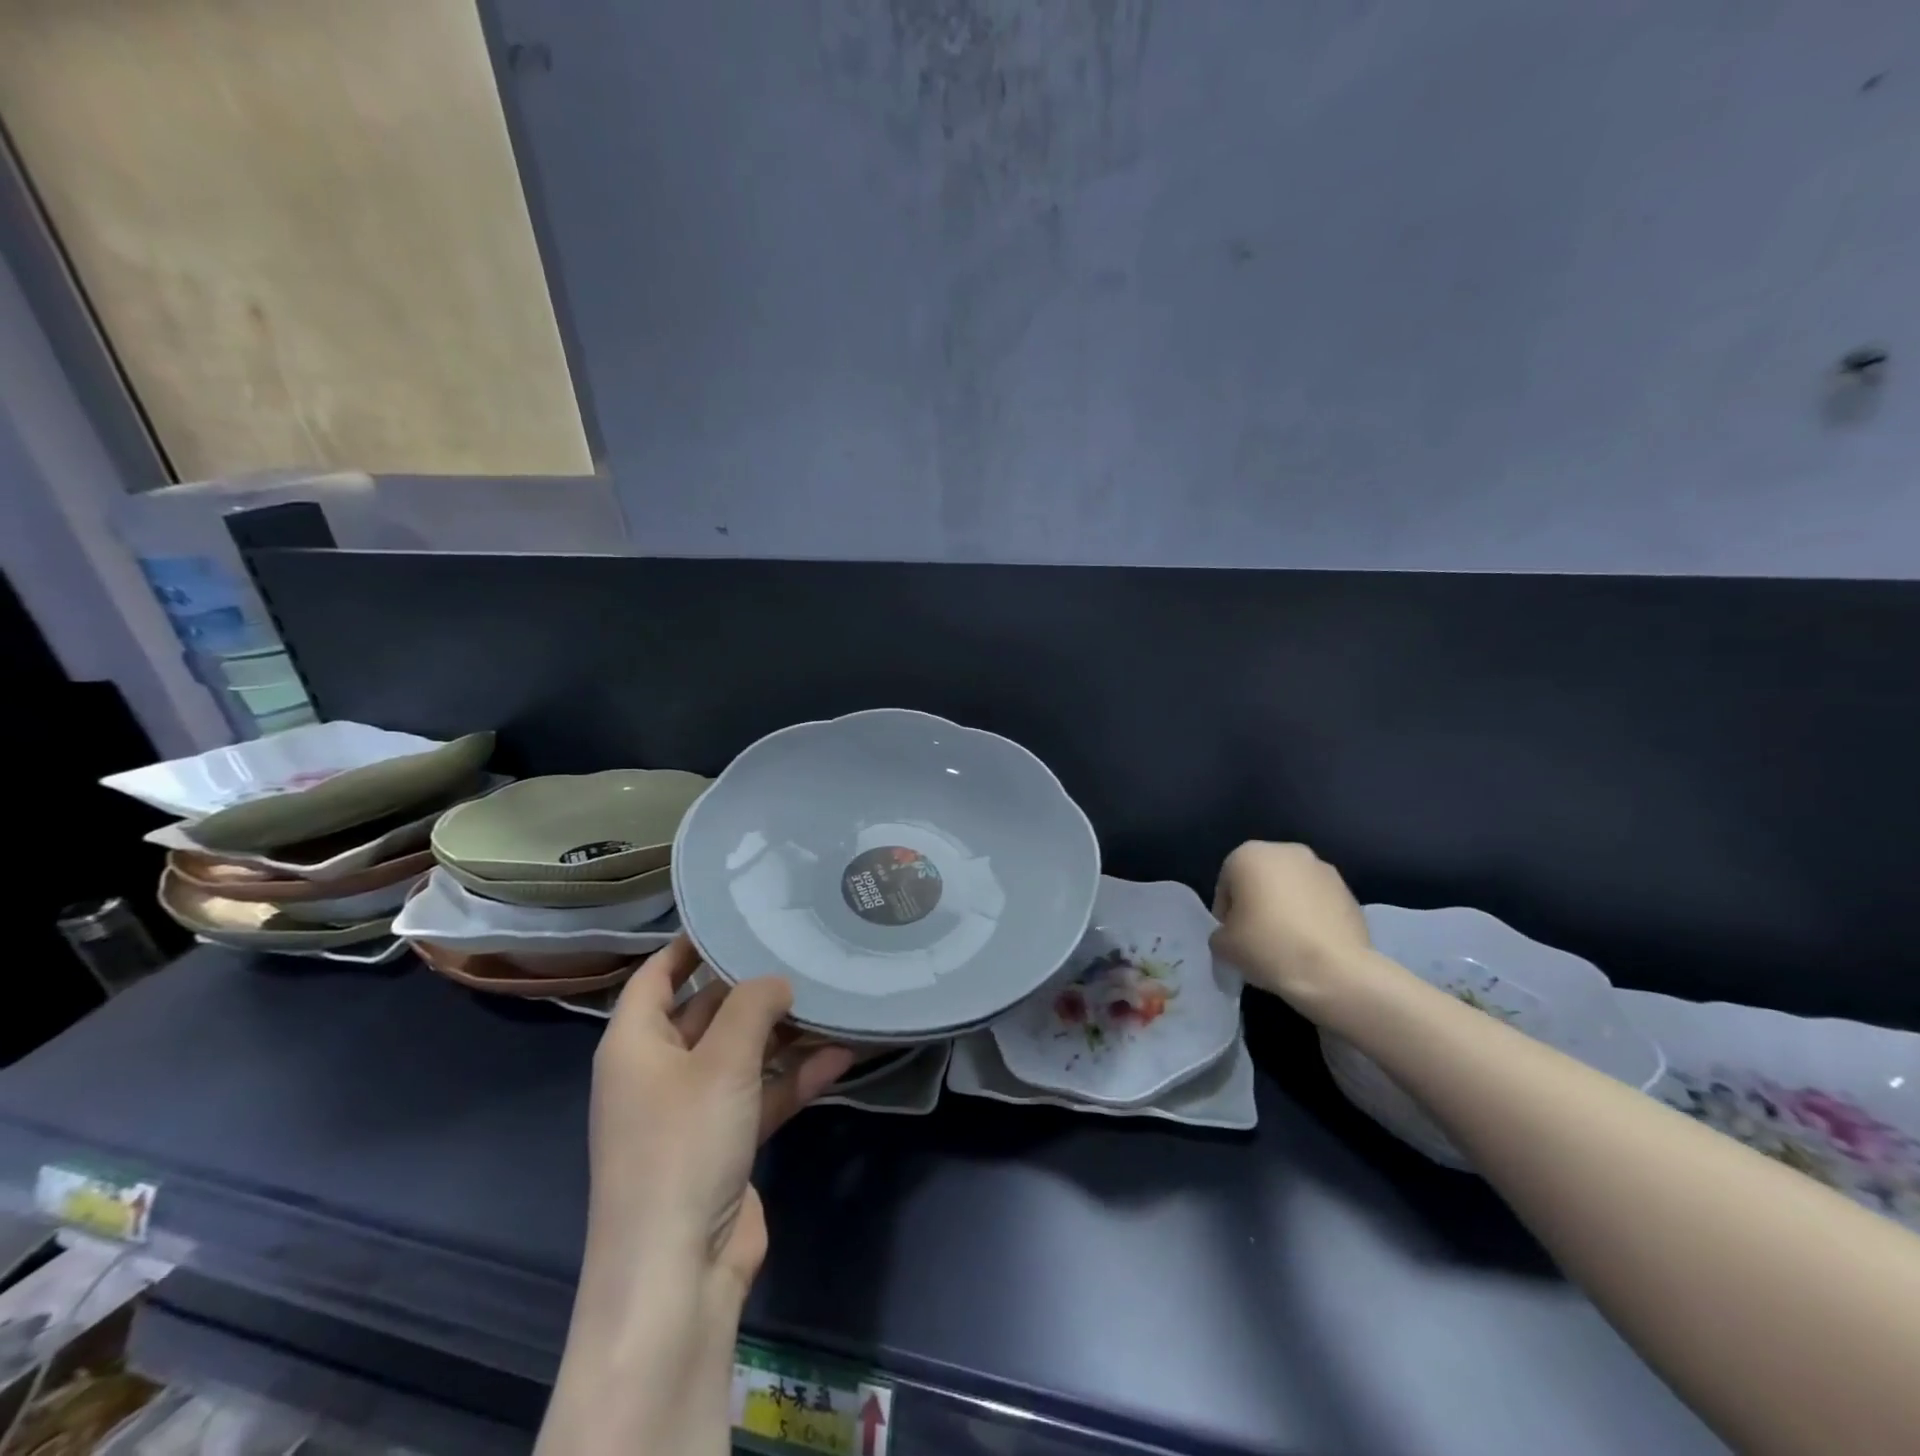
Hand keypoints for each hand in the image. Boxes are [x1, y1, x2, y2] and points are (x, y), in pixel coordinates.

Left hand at [540, 939, 852, 1455]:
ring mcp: (692, 1110)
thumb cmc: (683, 1147)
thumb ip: (753, 1006)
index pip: (656, 975)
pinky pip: (761, 1094)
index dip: (689, 943)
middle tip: (799, 949)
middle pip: (705, 1011)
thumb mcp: (722, 1062)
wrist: (676, 1274)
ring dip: (781, 1032)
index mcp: (634, 1044)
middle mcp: (658, 1072)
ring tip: (829, 996)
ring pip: (740, 1053)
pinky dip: (794, 1076)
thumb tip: (777, 980)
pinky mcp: (724, 1144)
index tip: (736, 915)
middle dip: (751, 986)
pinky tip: (841, 1054)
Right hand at [1210, 841, 1382, 1015]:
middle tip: (1257, 938)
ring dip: (1286, 908)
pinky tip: (1312, 945)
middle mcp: (1286, 851)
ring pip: (1292, 889)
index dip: (1226, 913)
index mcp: (1249, 855)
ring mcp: (1322, 869)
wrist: (1336, 972)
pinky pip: (1318, 902)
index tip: (1233, 938)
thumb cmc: (1269, 947)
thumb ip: (1220, 933)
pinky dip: (1312, 917)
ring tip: (1288, 944)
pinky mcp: (1349, 891)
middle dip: (1257, 904)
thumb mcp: (1223, 946)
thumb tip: (1232, 935)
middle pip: (1260, 880)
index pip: (1226, 884)